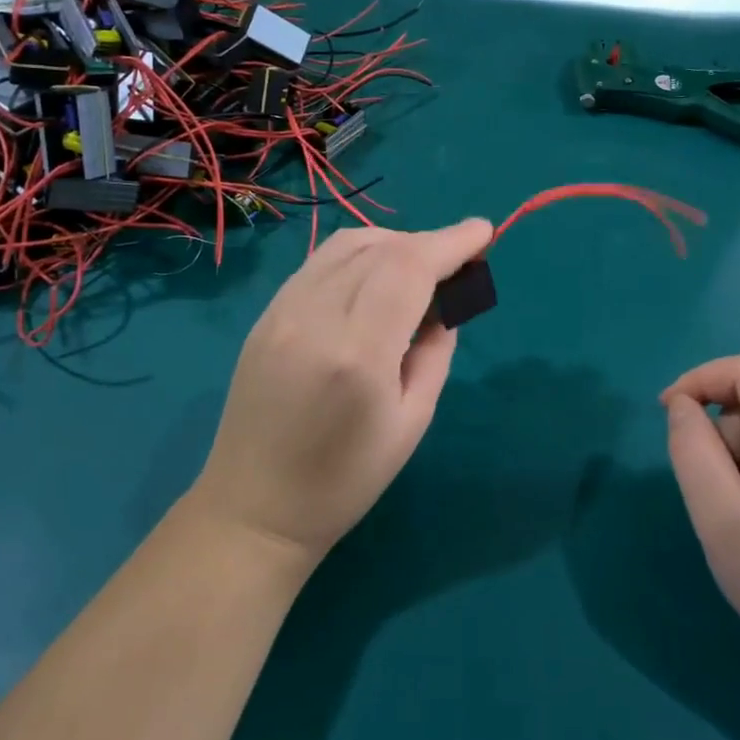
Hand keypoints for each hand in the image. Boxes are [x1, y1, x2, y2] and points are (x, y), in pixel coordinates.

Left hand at [192, 219, 493, 561]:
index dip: (451, 242)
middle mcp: (315, 317)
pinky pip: (320, 262)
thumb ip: (436, 351)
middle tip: (458, 262)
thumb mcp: (412, 421)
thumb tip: (444, 302)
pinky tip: (374, 278)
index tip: (484, 232)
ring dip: (393, 243)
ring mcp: (282, 311)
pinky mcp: (266, 315)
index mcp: (358, 353)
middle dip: (428, 243)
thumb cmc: (345, 480)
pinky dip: (358, 255)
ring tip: (418, 268)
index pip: (409, 268)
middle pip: (381, 247)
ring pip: (347, 244)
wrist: (255, 508)